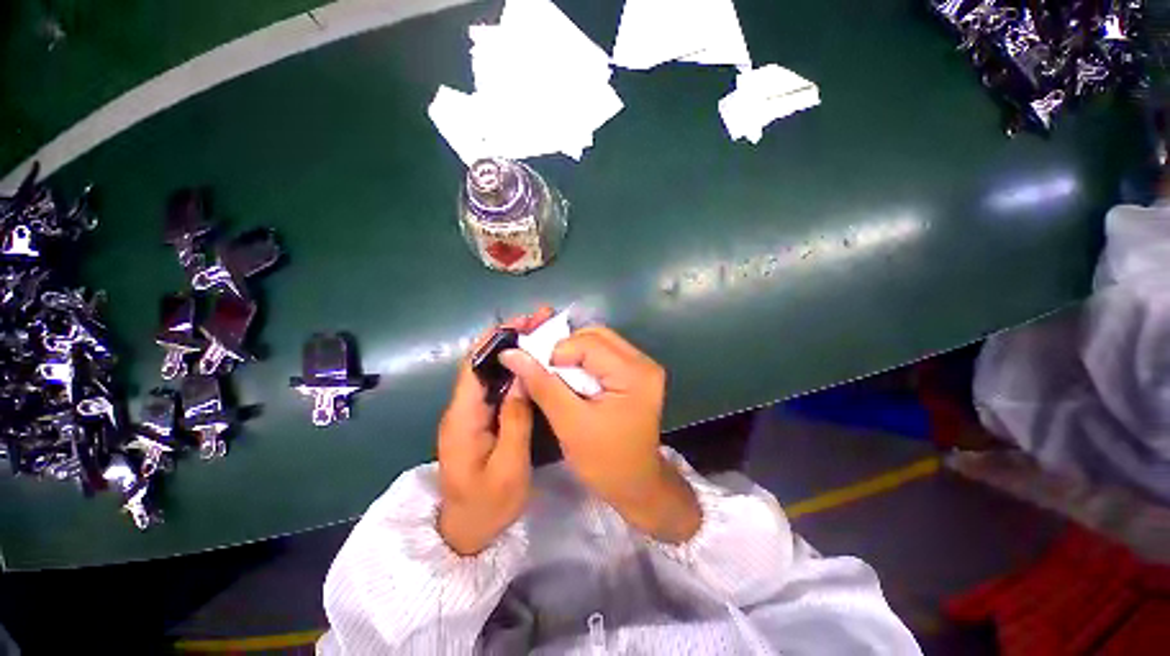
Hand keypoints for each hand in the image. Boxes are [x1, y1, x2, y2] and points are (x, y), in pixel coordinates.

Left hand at [437, 308, 552, 554]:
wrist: (466, 534)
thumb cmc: (488, 506)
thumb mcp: (510, 468)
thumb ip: (515, 421)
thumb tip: (523, 378)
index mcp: (463, 418)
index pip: (474, 365)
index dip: (496, 339)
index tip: (523, 322)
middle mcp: (461, 409)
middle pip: (480, 361)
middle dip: (507, 336)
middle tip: (538, 319)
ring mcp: (469, 413)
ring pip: (488, 370)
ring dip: (511, 348)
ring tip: (538, 332)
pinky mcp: (479, 419)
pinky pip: (494, 384)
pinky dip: (512, 367)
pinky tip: (530, 361)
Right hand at [500, 327, 700, 542]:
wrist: (636, 484)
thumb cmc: (605, 461)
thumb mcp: (569, 423)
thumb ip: (542, 384)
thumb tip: (512, 354)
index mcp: (634, 374)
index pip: (589, 343)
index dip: (558, 353)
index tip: (540, 374)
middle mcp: (644, 362)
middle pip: (596, 335)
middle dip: (566, 349)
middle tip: (547, 372)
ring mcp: (643, 366)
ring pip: (599, 341)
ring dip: (574, 353)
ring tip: (559, 376)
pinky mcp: (638, 372)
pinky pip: (605, 352)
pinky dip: (584, 360)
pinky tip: (574, 378)